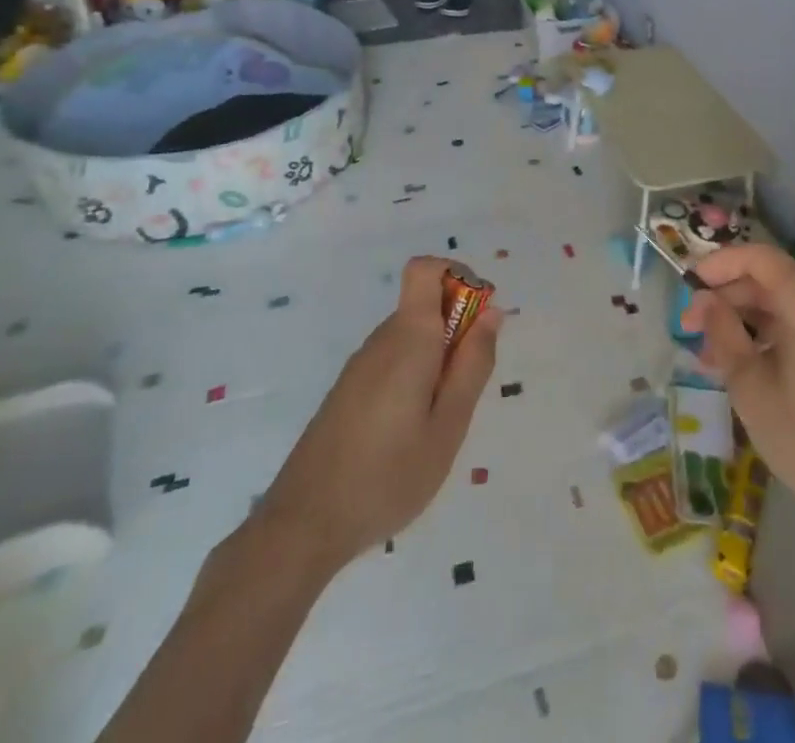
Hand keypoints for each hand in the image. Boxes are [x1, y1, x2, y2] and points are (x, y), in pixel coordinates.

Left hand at [251, 255, 501, 571]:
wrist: (302, 526)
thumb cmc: (387, 476)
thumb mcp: (448, 425)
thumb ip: (473, 364)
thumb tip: (491, 312)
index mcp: (408, 337)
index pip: (426, 268)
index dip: (458, 276)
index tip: (480, 318)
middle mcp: (382, 339)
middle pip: (425, 304)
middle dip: (458, 330)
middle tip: (466, 390)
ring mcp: (360, 365)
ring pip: (412, 336)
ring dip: (438, 358)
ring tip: (439, 420)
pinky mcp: (348, 390)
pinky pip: (394, 360)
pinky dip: (415, 377)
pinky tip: (410, 433)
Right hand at [686, 245, 794, 544]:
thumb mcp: (752, 389)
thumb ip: (723, 334)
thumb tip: (705, 301)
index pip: (756, 257)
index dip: (717, 265)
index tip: (686, 285)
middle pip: (771, 280)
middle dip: (728, 300)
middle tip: (691, 330)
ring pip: (787, 303)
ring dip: (748, 321)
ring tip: (713, 356)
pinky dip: (775, 333)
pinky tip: (750, 364)